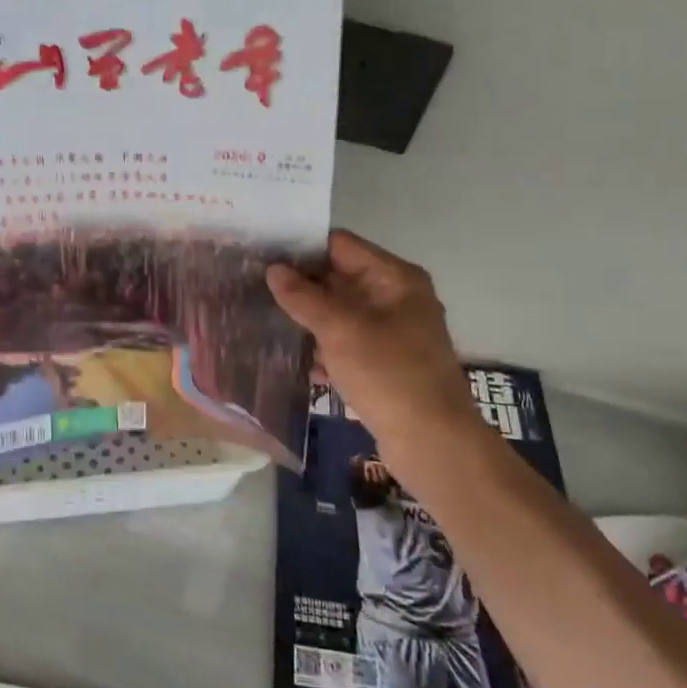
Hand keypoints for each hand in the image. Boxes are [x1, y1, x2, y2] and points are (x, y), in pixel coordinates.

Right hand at [267, 230, 480, 454]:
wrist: (432, 442)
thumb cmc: (387, 374)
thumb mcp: (339, 330)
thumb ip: (303, 297)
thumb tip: (273, 269)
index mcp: (395, 278)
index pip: (340, 245)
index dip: (301, 247)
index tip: (261, 253)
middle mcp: (396, 297)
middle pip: (339, 277)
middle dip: (299, 284)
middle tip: (254, 286)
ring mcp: (393, 331)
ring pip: (339, 312)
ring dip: (307, 317)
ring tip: (263, 318)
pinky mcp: (385, 362)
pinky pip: (346, 342)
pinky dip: (323, 347)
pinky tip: (294, 358)